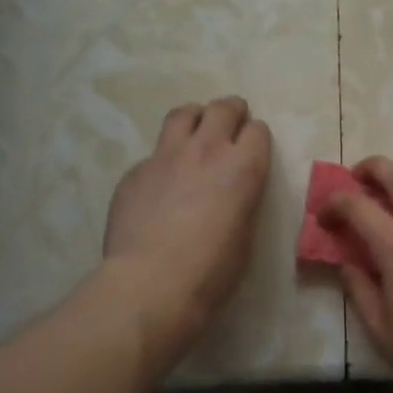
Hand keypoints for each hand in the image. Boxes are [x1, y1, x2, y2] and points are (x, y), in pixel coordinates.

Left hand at [102, 96, 270, 363]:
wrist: (151, 283)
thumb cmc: (212, 271)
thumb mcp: (245, 234)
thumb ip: (241, 200)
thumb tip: (230, 193)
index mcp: (243, 168)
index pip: (258, 131)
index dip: (256, 138)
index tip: (253, 148)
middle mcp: (206, 150)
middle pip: (223, 109)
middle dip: (231, 112)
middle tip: (231, 122)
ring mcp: (165, 157)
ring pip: (183, 114)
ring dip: (195, 118)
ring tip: (195, 131)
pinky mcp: (135, 172)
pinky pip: (153, 153)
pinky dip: (163, 160)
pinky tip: (160, 183)